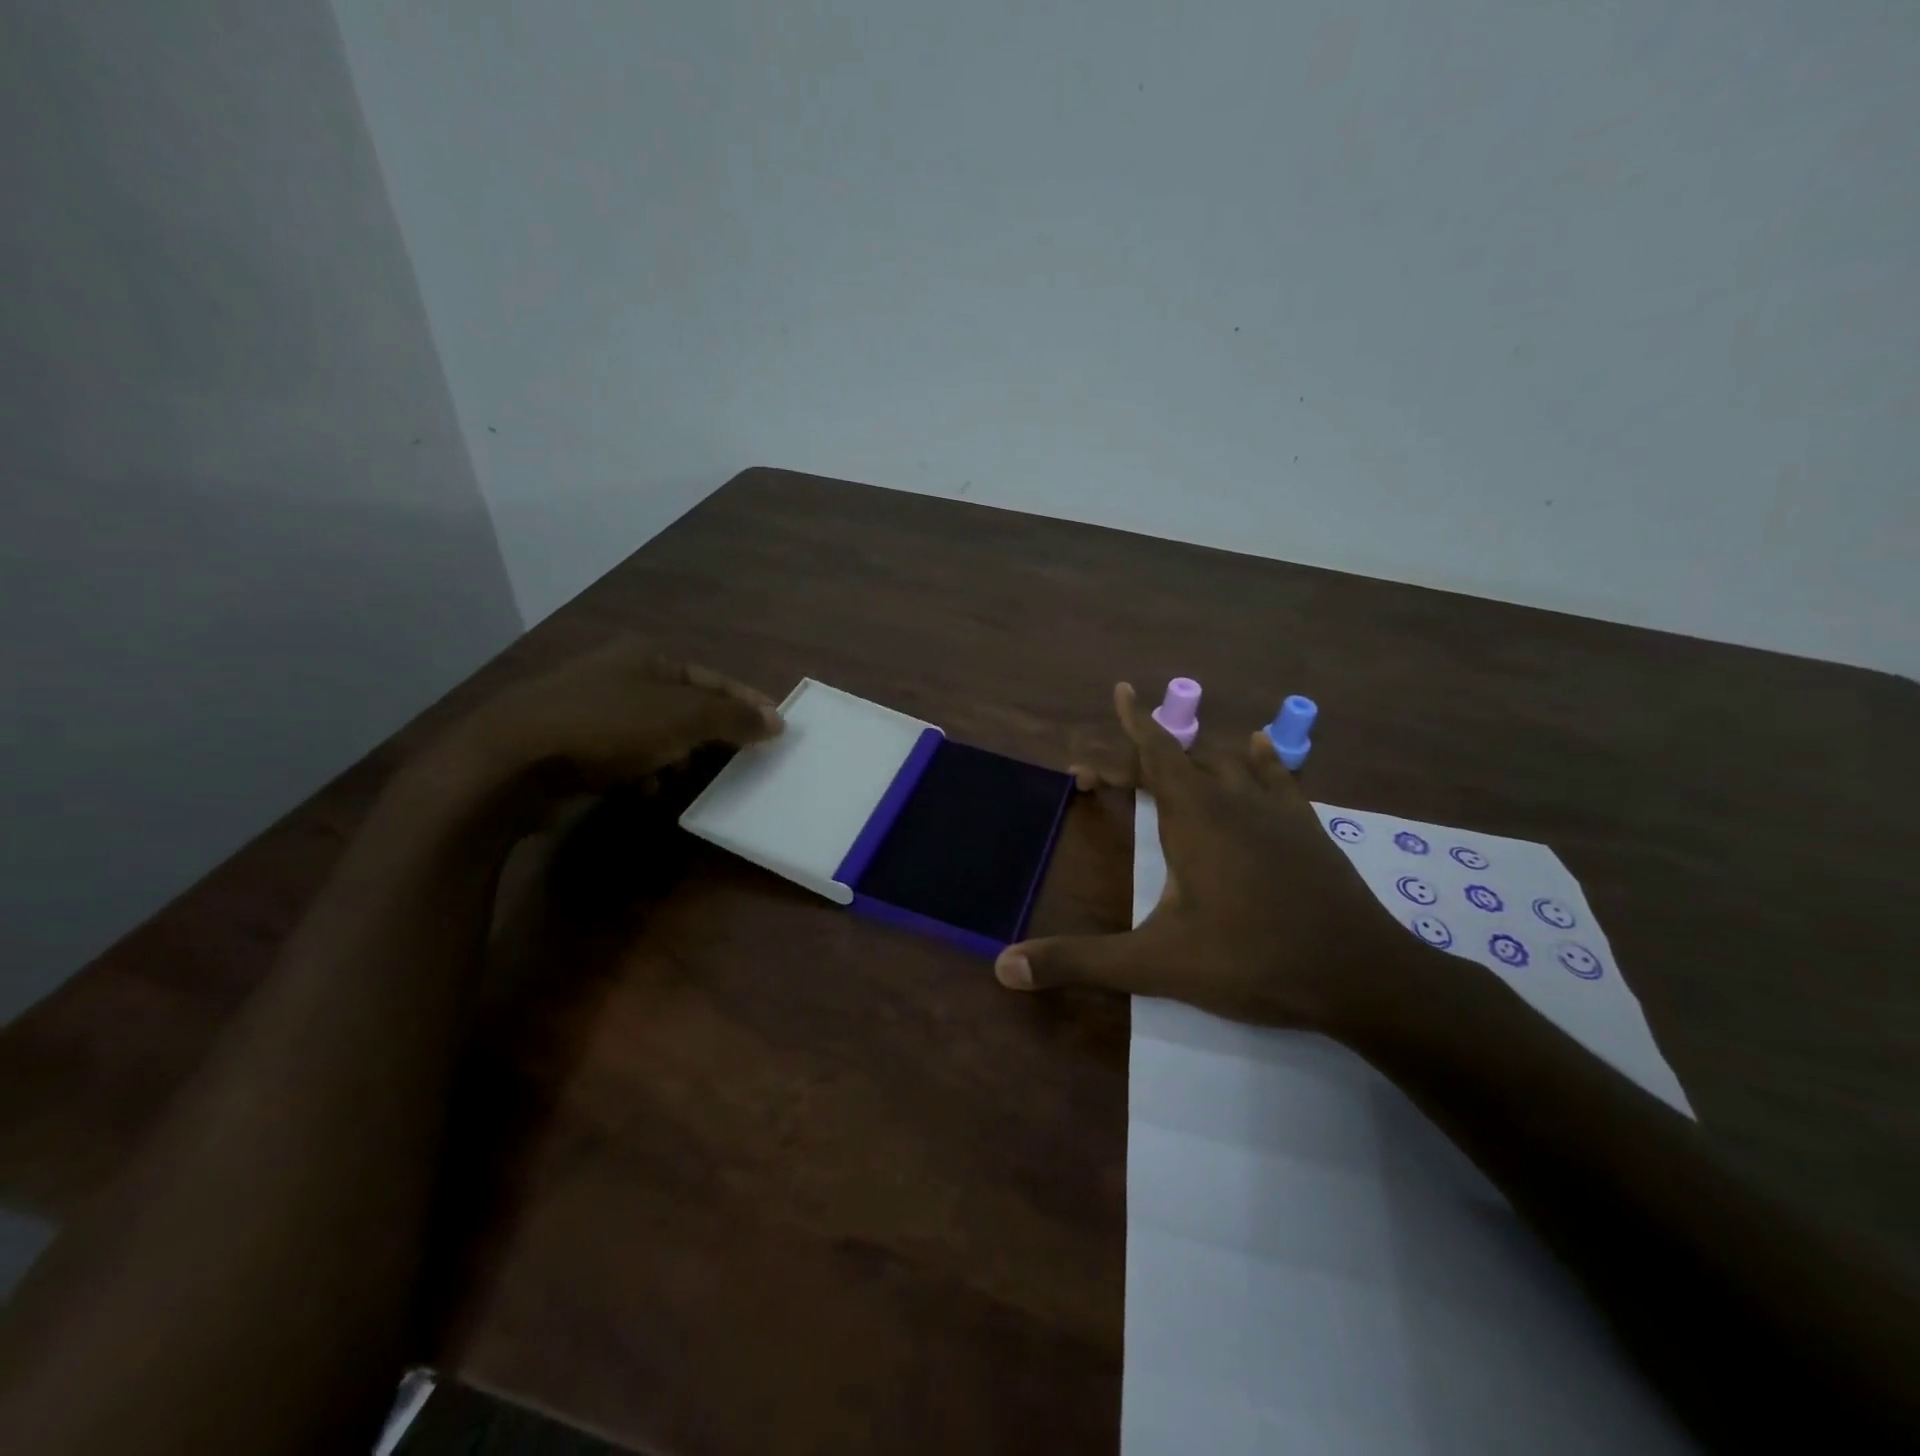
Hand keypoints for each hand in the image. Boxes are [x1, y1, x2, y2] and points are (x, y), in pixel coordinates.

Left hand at [432, 639, 784, 804]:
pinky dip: (642, 771)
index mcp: (648, 656)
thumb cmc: (608, 727)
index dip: (748, 703)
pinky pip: (624, 755)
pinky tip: (646, 791)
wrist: (510, 760)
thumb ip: (734, 718)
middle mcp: (619, 673)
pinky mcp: (569, 741)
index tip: (777, 729)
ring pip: (654, 733)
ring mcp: (590, 706)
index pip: (714, 680)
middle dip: (710, 736)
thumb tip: (778, 721)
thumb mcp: (683, 718)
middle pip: (685, 706)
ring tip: (687, 780)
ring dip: (676, 758)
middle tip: (736, 761)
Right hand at [995, 682, 1431, 1034]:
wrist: (1361, 976)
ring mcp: (1276, 811)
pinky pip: (1278, 777)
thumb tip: (1005, 966)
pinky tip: (1260, 745)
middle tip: (1105, 777)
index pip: (1155, 752)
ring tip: (1173, 757)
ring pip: (1228, 762)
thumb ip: (1080, 962)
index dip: (1131, 723)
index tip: (1118, 690)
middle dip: (1140, 758)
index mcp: (1194, 817)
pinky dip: (1261, 759)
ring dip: (1195, 756)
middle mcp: (1232, 799)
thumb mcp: (1156, 965)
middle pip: (1181, 758)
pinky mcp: (1307, 829)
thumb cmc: (1252, 960)